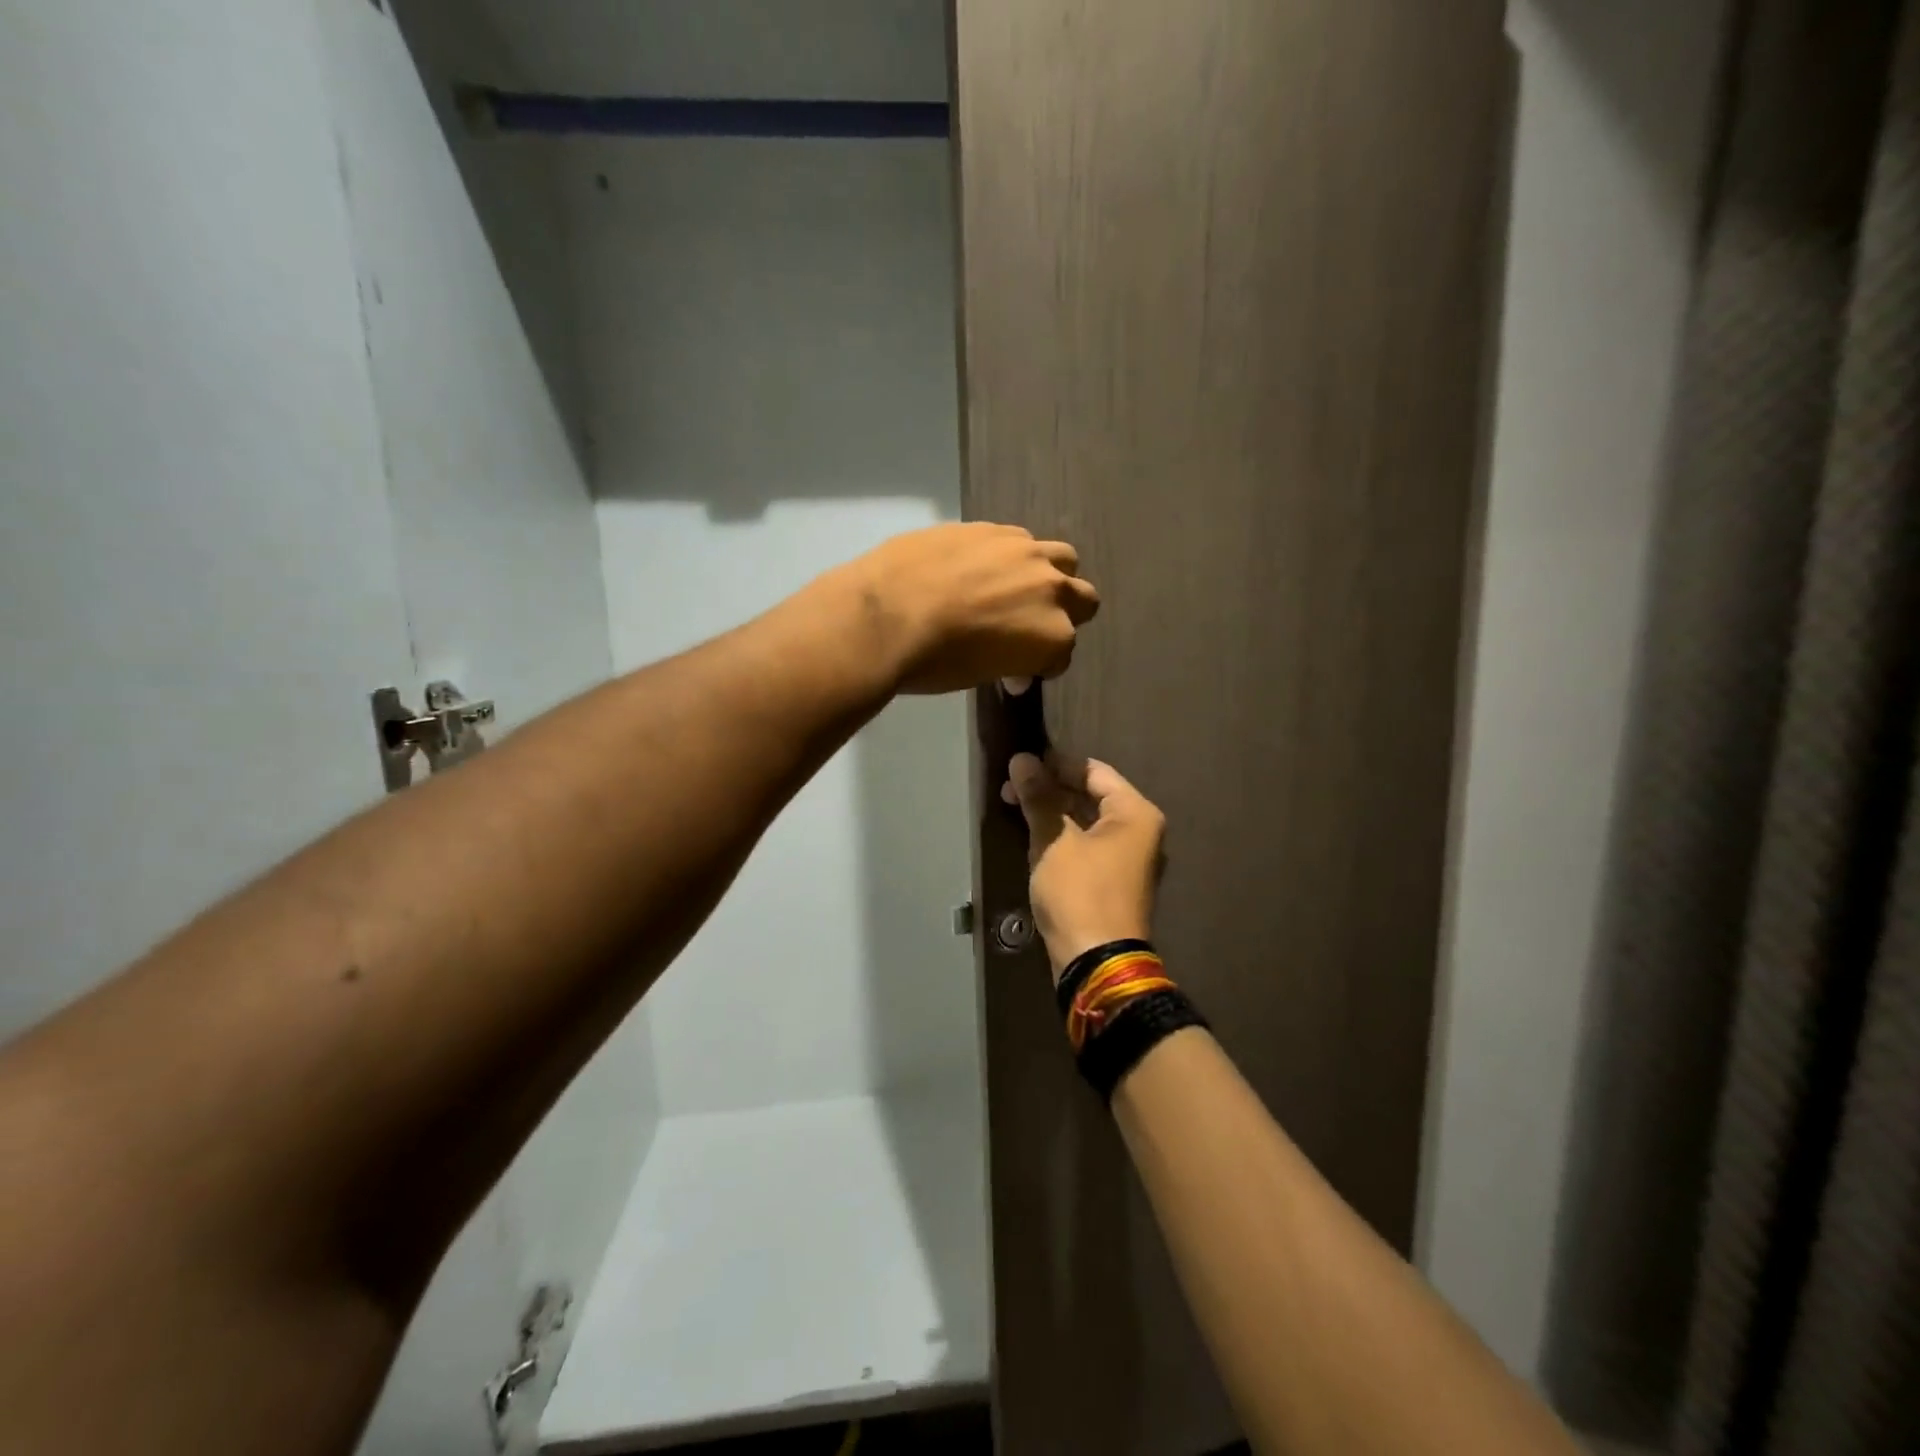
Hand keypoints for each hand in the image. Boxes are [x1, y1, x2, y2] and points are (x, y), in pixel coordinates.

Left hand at [844, 524, 1099, 693]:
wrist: (883, 615)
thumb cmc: (932, 662)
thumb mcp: (980, 676)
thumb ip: (1009, 662)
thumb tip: (1011, 666)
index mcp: (1053, 636)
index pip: (1061, 654)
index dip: (1038, 665)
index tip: (1014, 671)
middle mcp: (1051, 589)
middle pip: (1083, 599)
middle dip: (1064, 614)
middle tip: (1027, 625)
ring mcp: (1023, 552)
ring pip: (1062, 558)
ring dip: (1047, 575)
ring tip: (1011, 587)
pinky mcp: (991, 527)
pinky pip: (1018, 540)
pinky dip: (1009, 557)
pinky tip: (976, 568)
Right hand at [1002, 753, 1165, 981]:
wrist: (1095, 962)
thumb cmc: (1079, 893)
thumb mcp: (1054, 841)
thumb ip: (1039, 797)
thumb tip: (1021, 760)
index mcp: (1135, 813)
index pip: (1093, 771)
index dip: (1055, 764)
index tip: (1020, 765)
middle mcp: (1139, 831)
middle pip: (1091, 795)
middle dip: (1050, 789)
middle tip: (1010, 789)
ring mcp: (1128, 859)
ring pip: (1086, 821)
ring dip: (1052, 813)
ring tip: (1015, 810)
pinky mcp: (1113, 882)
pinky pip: (1086, 845)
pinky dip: (1061, 837)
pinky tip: (1033, 838)